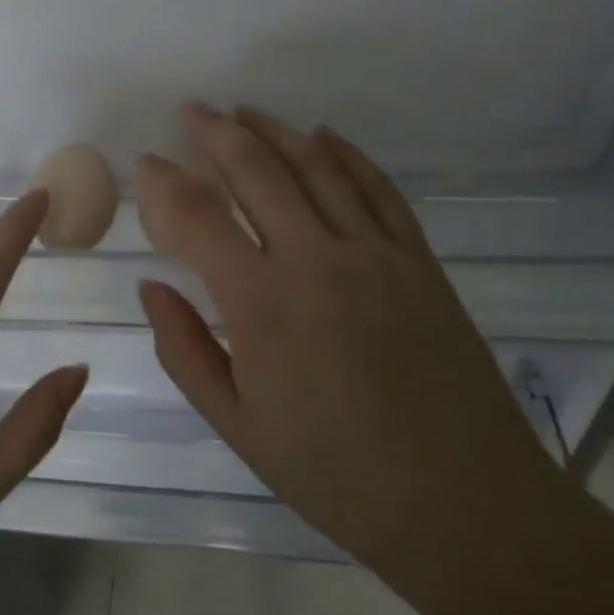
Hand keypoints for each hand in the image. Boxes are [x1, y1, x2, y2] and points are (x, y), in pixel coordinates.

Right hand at [136, 104, 555, 573]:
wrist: (464, 504)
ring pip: (316, 167)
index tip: (148, 161)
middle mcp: (315, 261)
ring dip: (276, 131)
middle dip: (218, 132)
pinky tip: (323, 136)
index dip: (166, 182)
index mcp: (262, 305)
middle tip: (194, 110)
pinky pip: (378, 188)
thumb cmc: (336, 474)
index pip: (199, 218)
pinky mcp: (418, 259)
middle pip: (257, 171)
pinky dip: (347, 154)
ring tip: (245, 112)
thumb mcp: (238, 426)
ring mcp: (374, 254)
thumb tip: (152, 286)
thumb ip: (184, 350)